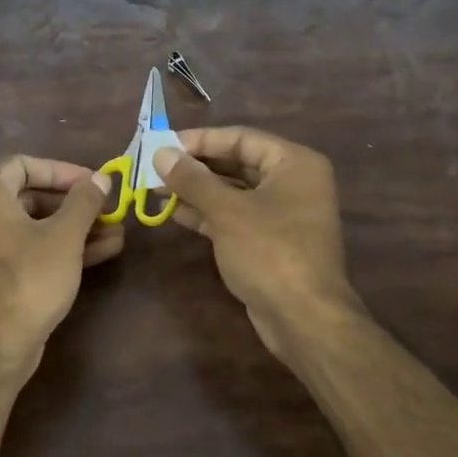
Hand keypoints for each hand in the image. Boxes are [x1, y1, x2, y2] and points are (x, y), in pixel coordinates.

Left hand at [0, 155, 122, 364]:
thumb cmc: (30, 278)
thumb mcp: (65, 235)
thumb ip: (84, 201)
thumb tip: (101, 178)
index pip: (24, 164)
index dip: (62, 170)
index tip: (93, 182)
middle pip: (33, 196)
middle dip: (76, 203)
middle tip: (109, 209)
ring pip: (38, 226)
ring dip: (78, 227)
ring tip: (118, 233)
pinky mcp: (1, 275)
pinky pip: (34, 249)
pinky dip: (65, 248)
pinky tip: (104, 252)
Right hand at [156, 127, 360, 359]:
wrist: (303, 318)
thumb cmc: (269, 252)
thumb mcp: (227, 211)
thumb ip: (192, 179)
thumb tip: (161, 152)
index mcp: (294, 163)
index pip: (240, 138)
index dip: (199, 140)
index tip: (162, 144)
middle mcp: (292, 182)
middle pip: (236, 163)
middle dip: (194, 167)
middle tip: (154, 167)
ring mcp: (282, 214)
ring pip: (233, 192)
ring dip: (196, 190)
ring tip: (156, 188)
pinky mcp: (270, 241)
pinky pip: (235, 216)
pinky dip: (207, 213)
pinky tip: (174, 211)